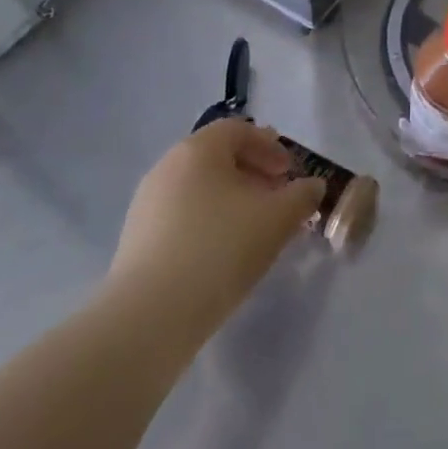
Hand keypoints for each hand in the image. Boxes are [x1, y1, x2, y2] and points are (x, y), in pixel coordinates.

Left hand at [104, 122, 323, 336]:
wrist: (149, 318)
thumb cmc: (220, 249)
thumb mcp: (278, 219)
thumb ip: (302, 196)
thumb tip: (312, 187)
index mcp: (198, 150)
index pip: (238, 130)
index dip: (270, 146)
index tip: (289, 173)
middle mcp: (167, 167)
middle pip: (217, 158)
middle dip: (253, 174)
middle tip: (277, 200)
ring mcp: (146, 204)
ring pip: (199, 189)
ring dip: (232, 201)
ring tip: (254, 231)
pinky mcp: (136, 241)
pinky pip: (182, 217)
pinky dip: (208, 223)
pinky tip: (223, 256)